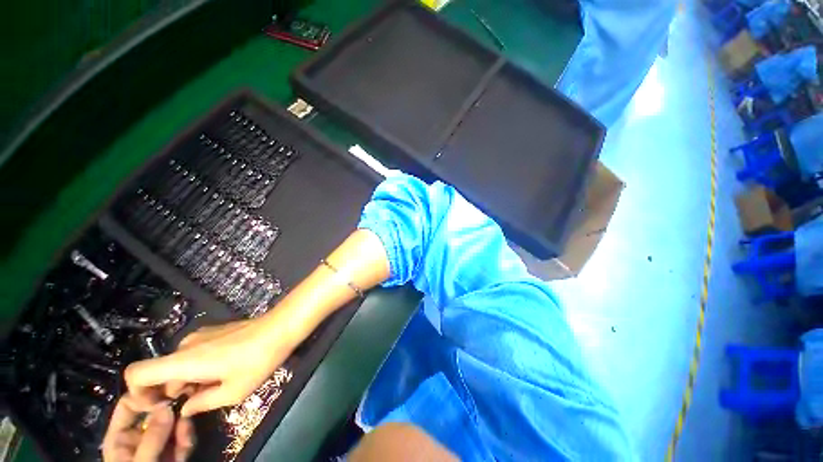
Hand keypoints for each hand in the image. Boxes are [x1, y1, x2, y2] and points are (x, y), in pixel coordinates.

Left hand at [102, 394, 193, 461]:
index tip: (167, 395)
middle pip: (156, 412)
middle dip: (173, 413)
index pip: (129, 404)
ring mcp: (157, 443)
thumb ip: (152, 438)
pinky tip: (187, 448)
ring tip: (186, 441)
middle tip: (186, 411)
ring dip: (183, 428)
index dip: (146, 396)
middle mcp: (138, 436)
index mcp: (120, 437)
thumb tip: (167, 405)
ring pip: (173, 423)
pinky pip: (182, 436)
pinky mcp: (173, 450)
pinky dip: (187, 440)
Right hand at [125, 310, 302, 416]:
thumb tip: (185, 409)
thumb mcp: (232, 392)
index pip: (136, 372)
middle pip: (161, 373)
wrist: (280, 327)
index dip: (137, 393)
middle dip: (173, 392)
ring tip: (217, 386)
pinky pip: (194, 354)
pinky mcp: (214, 332)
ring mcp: (200, 336)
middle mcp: (185, 346)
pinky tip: (224, 371)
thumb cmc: (257, 361)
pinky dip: (199, 368)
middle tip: (200, 400)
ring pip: (179, 365)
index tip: (159, 406)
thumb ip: (202, 404)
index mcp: (183, 361)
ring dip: (189, 381)